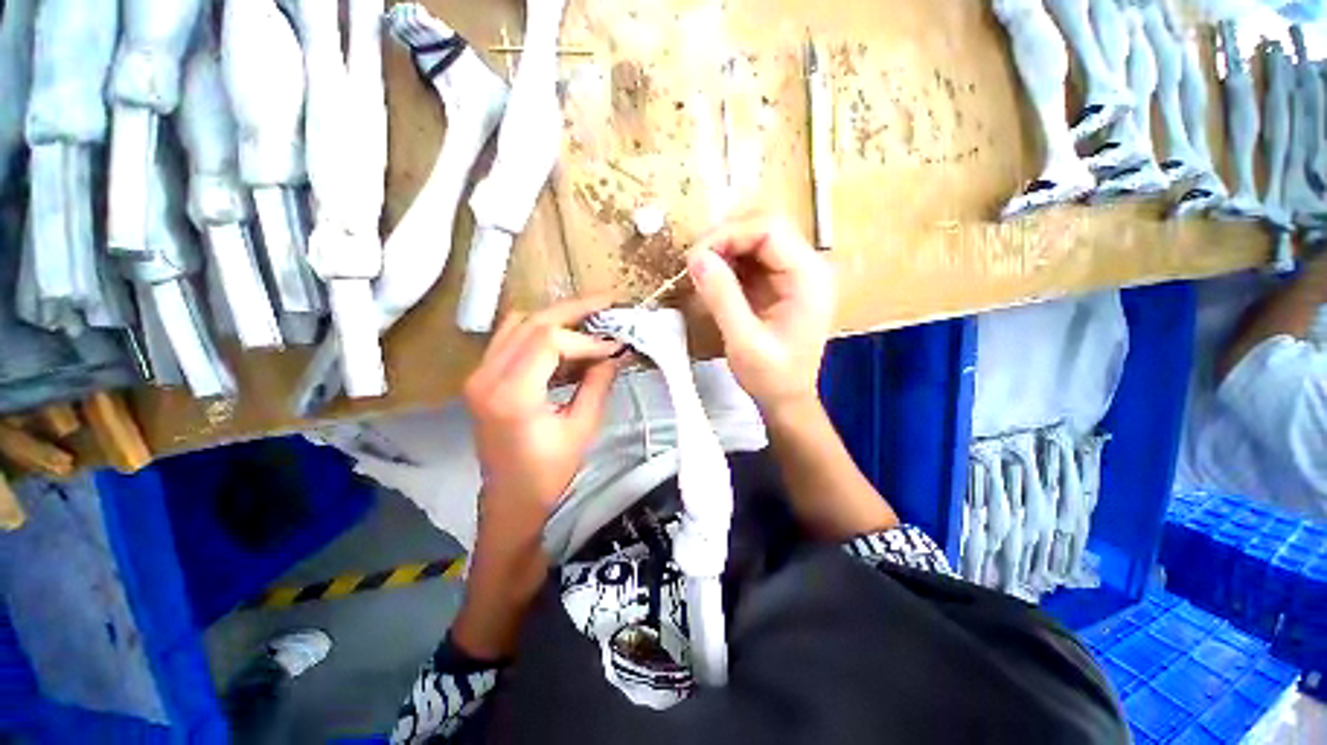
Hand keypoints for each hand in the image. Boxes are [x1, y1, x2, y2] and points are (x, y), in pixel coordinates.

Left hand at [454, 295, 621, 660]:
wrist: (510, 501)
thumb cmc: (548, 473)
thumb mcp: (582, 428)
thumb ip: (598, 383)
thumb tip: (616, 353)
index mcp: (511, 394)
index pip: (549, 340)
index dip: (587, 339)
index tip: (615, 348)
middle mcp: (486, 376)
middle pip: (531, 322)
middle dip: (575, 309)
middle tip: (608, 301)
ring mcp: (479, 375)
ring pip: (519, 324)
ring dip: (557, 318)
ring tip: (591, 319)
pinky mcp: (483, 378)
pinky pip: (511, 339)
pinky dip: (542, 333)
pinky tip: (568, 342)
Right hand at [687, 215, 834, 412]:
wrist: (787, 399)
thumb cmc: (772, 376)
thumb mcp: (744, 341)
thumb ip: (721, 297)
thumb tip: (695, 257)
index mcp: (808, 277)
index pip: (769, 230)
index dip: (728, 234)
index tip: (695, 256)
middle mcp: (807, 267)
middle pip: (764, 227)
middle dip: (725, 238)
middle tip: (695, 262)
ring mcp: (794, 274)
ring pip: (755, 239)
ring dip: (724, 249)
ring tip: (699, 270)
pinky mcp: (780, 283)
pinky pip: (752, 259)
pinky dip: (728, 263)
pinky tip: (712, 279)